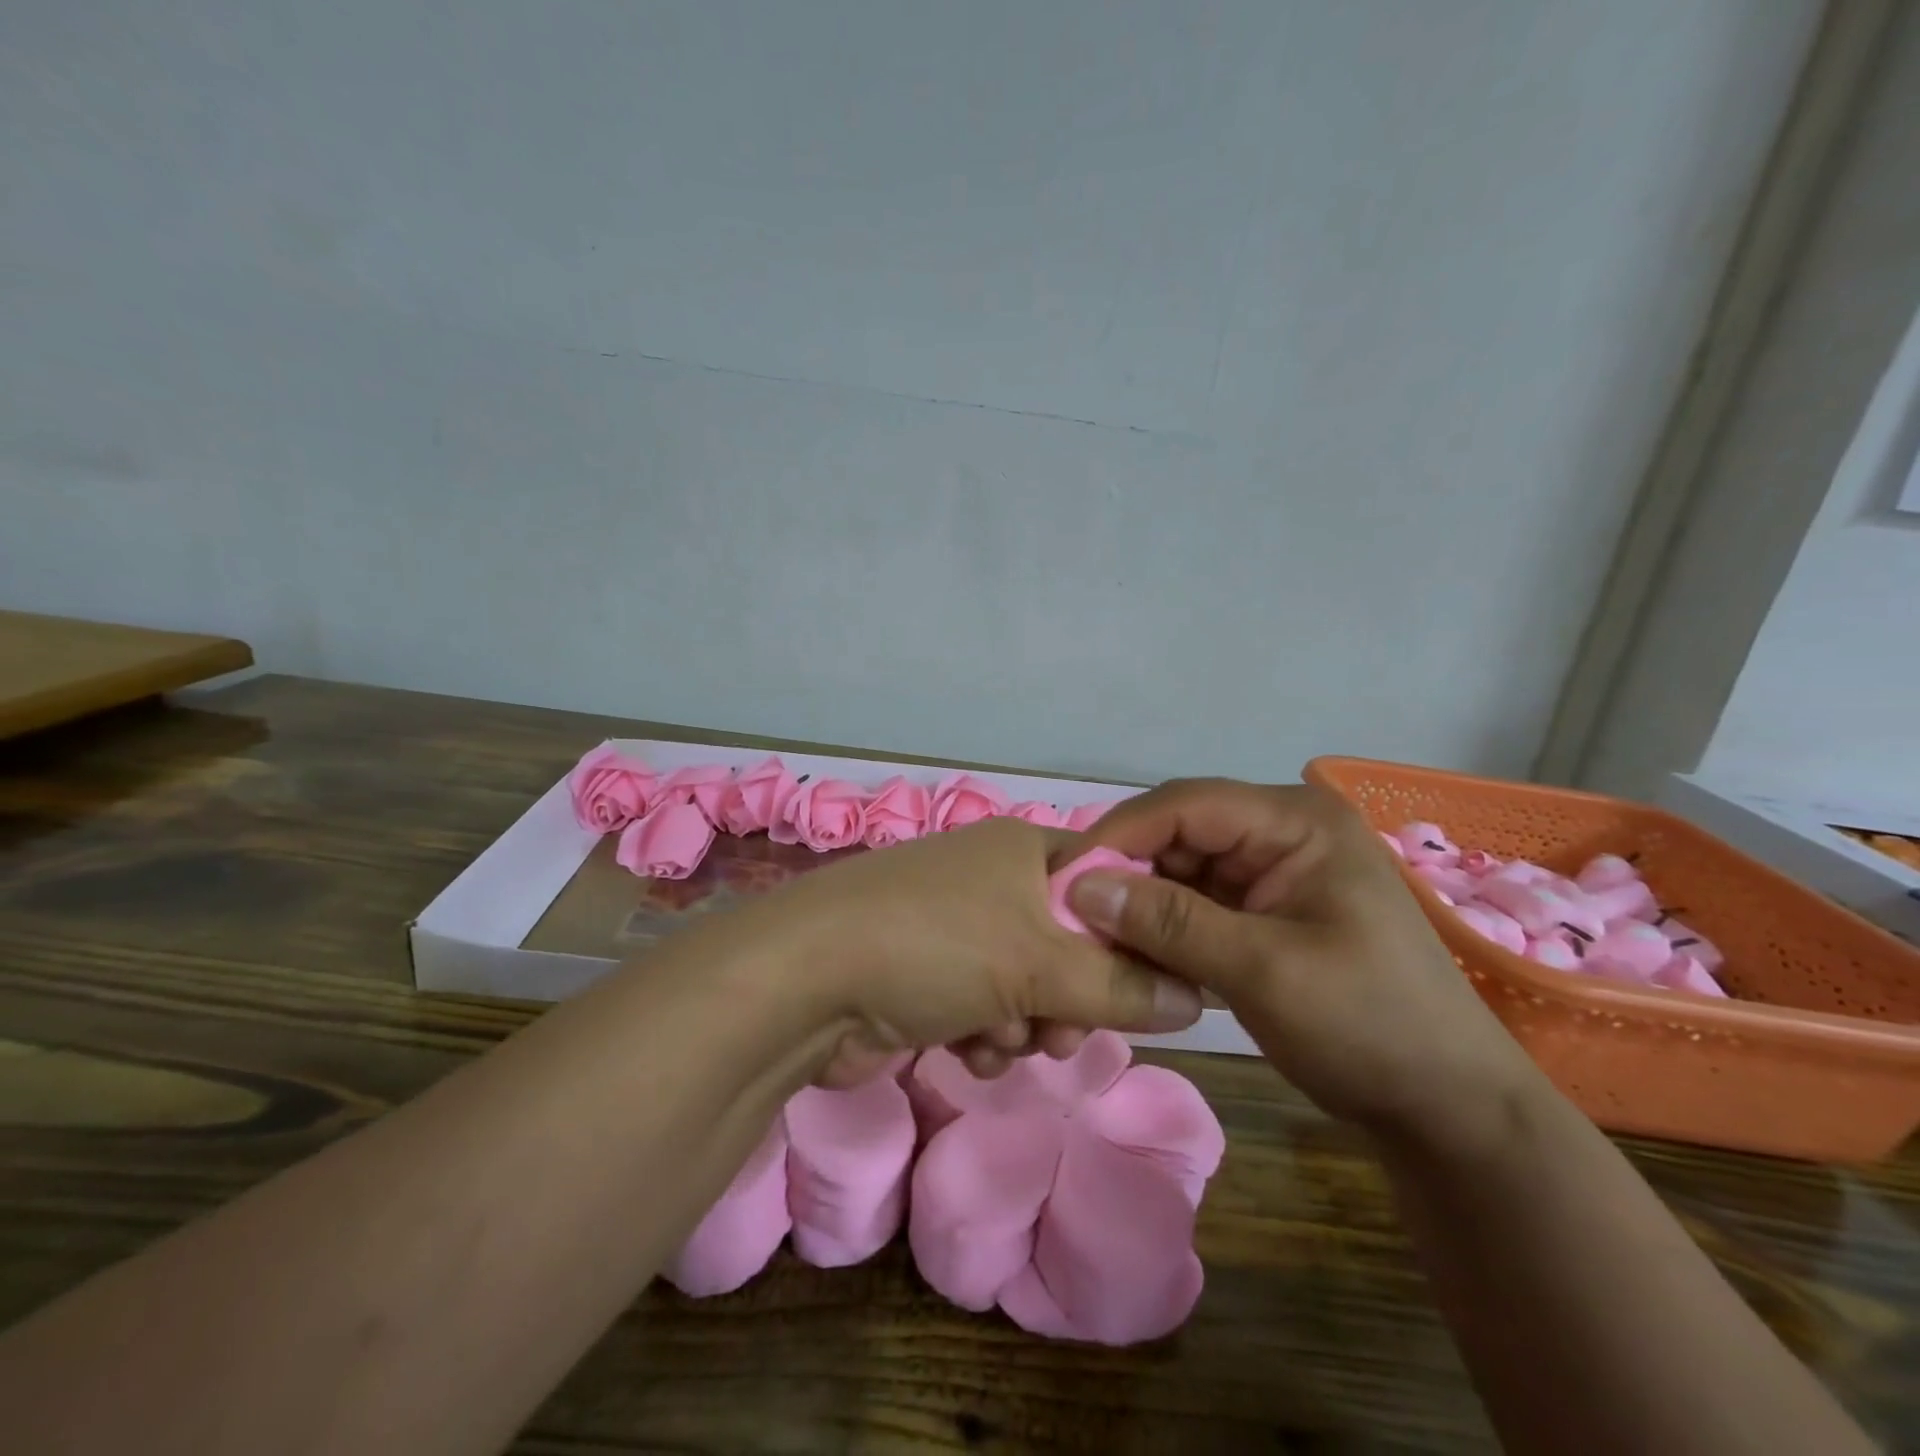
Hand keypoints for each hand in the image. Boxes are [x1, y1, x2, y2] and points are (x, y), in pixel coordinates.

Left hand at [732, 817, 1203, 1086]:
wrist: (804, 982)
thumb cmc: (935, 946)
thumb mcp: (1040, 964)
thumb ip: (1123, 985)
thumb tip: (1199, 998)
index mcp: (1024, 852)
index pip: (1107, 884)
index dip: (1132, 935)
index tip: (1148, 987)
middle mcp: (992, 882)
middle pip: (1072, 946)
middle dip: (1072, 1000)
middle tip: (1063, 1031)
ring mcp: (956, 930)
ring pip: (1031, 989)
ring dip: (1026, 1026)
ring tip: (1001, 1039)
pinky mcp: (928, 977)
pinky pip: (988, 1011)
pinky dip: (985, 1036)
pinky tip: (965, 1049)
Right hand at [1070, 778, 1541, 1141]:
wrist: (1447, 1108)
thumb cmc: (1370, 1027)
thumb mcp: (1264, 972)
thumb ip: (1170, 923)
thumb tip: (1080, 887)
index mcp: (1294, 821)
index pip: (1184, 805)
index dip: (1118, 835)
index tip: (1062, 879)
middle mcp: (1280, 830)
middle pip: (1177, 834)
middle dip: (1126, 874)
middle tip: (1072, 919)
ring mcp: (1272, 870)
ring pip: (1180, 871)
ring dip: (1140, 905)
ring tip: (1097, 943)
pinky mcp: (1264, 908)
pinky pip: (1196, 903)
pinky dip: (1164, 929)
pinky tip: (1137, 958)